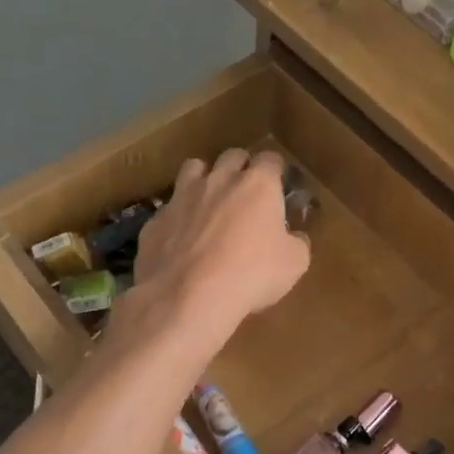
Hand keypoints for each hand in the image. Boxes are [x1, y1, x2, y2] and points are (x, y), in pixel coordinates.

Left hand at [131, 150, 310, 341]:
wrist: (188, 296)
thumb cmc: (251, 275)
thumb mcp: (294, 264)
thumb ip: (297, 243)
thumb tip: (295, 237)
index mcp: (257, 184)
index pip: (270, 159)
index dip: (275, 171)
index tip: (278, 187)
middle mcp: (219, 180)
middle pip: (232, 156)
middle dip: (241, 168)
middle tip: (245, 193)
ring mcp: (182, 196)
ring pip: (193, 168)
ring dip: (204, 179)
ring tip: (209, 202)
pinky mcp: (156, 219)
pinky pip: (169, 207)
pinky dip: (179, 215)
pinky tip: (181, 237)